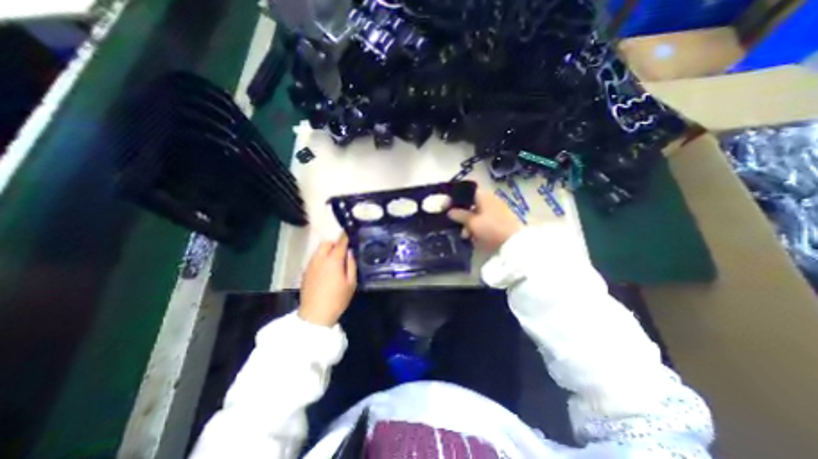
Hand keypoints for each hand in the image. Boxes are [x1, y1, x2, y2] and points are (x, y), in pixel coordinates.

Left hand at [299, 236, 355, 328]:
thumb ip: (351, 264)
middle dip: (335, 243)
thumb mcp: (351, 283)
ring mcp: (311, 265)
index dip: (345, 236)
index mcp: (333, 260)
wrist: (315, 315)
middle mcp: (320, 259)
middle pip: (326, 243)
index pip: (340, 243)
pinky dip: (321, 257)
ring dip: (327, 250)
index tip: (349, 232)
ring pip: (319, 250)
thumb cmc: (337, 299)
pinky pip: (314, 258)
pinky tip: (326, 268)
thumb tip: (350, 252)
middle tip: (343, 250)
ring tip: (335, 259)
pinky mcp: (305, 271)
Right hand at [447, 188, 523, 252]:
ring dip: (467, 223)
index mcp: (483, 196)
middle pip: (469, 203)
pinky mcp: (500, 220)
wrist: (514, 243)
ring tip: (464, 235)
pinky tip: (473, 237)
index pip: (465, 191)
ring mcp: (496, 210)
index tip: (444, 207)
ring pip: (476, 213)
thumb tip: (450, 211)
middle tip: (452, 222)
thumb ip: (459, 215)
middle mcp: (490, 200)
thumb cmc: (491, 228)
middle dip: (459, 213)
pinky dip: (476, 226)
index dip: (453, 197)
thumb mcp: (472, 222)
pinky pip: (483, 220)